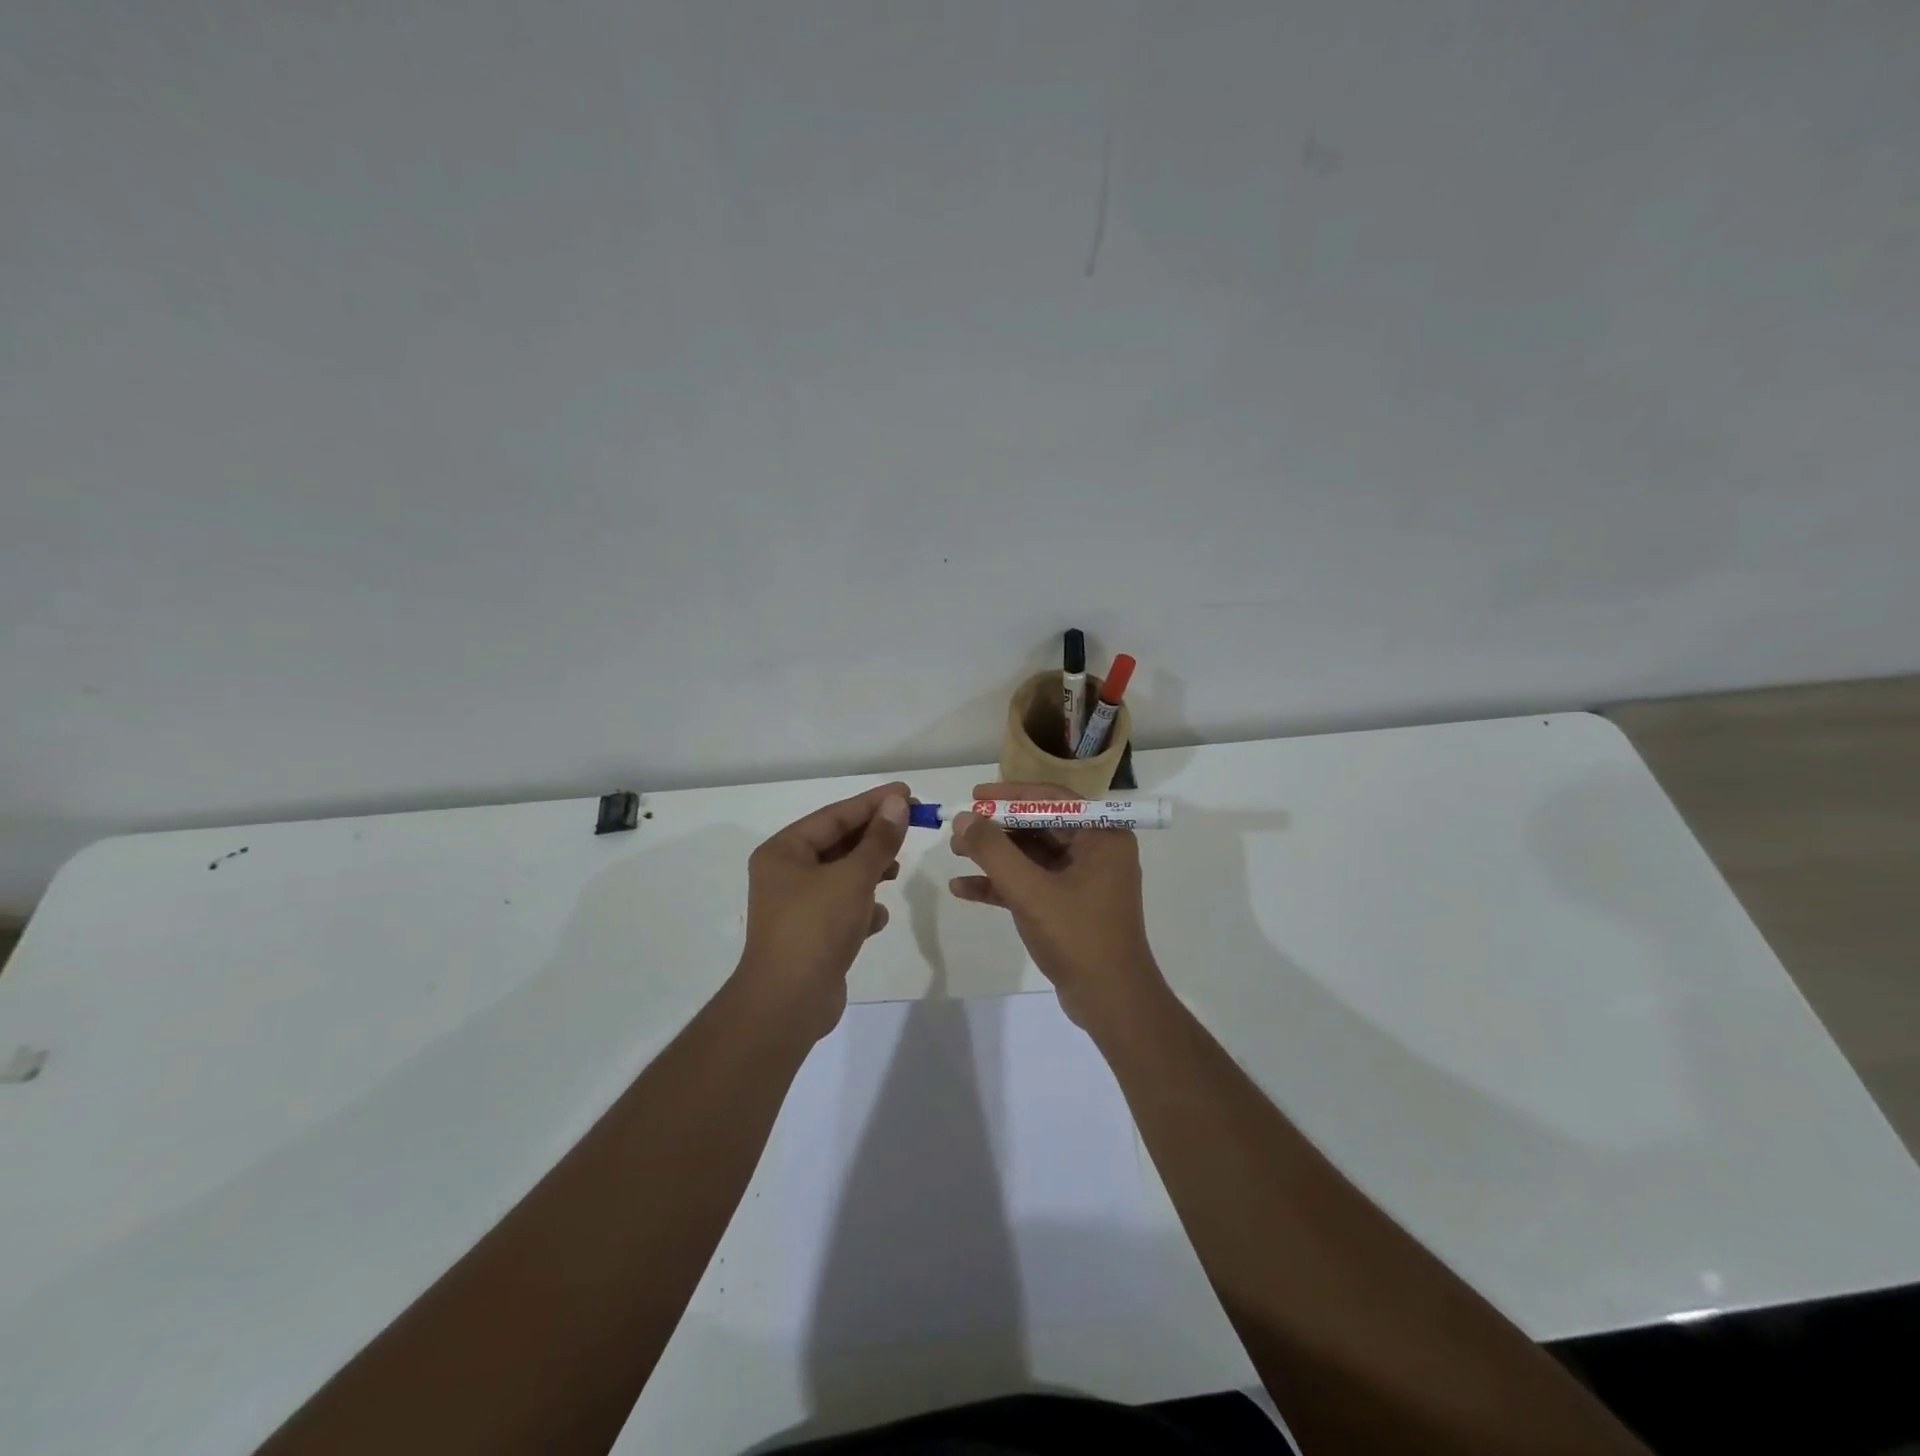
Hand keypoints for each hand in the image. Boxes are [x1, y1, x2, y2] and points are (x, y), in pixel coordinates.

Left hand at [736, 782, 910, 1041]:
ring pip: (841, 876)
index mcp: (784, 851)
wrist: (788, 1003)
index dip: (872, 802)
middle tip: (911, 825)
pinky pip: (840, 908)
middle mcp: (785, 874)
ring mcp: (796, 906)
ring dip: (870, 871)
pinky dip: (861, 906)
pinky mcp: (809, 935)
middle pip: (837, 843)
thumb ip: (879, 840)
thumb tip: (897, 803)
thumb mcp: (854, 877)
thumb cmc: (816, 927)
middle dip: (874, 838)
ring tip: (897, 871)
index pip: (834, 816)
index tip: (906, 792)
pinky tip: (878, 916)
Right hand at [947, 781, 1167, 1029]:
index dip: (1010, 795)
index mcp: (1102, 836)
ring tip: (954, 854)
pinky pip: (1032, 883)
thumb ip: (994, 851)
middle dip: (997, 829)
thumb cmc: (1078, 937)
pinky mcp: (1070, 905)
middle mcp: (1097, 850)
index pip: (1052, 799)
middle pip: (1039, 825)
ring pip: (1032, 855)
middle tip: (959, 829)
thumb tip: (963, 818)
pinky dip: (1002, 884)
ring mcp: (1084, 879)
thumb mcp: (1030, 890)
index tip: (974, 796)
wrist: (1110, 1002)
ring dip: (995, 856)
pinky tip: (963, 888)